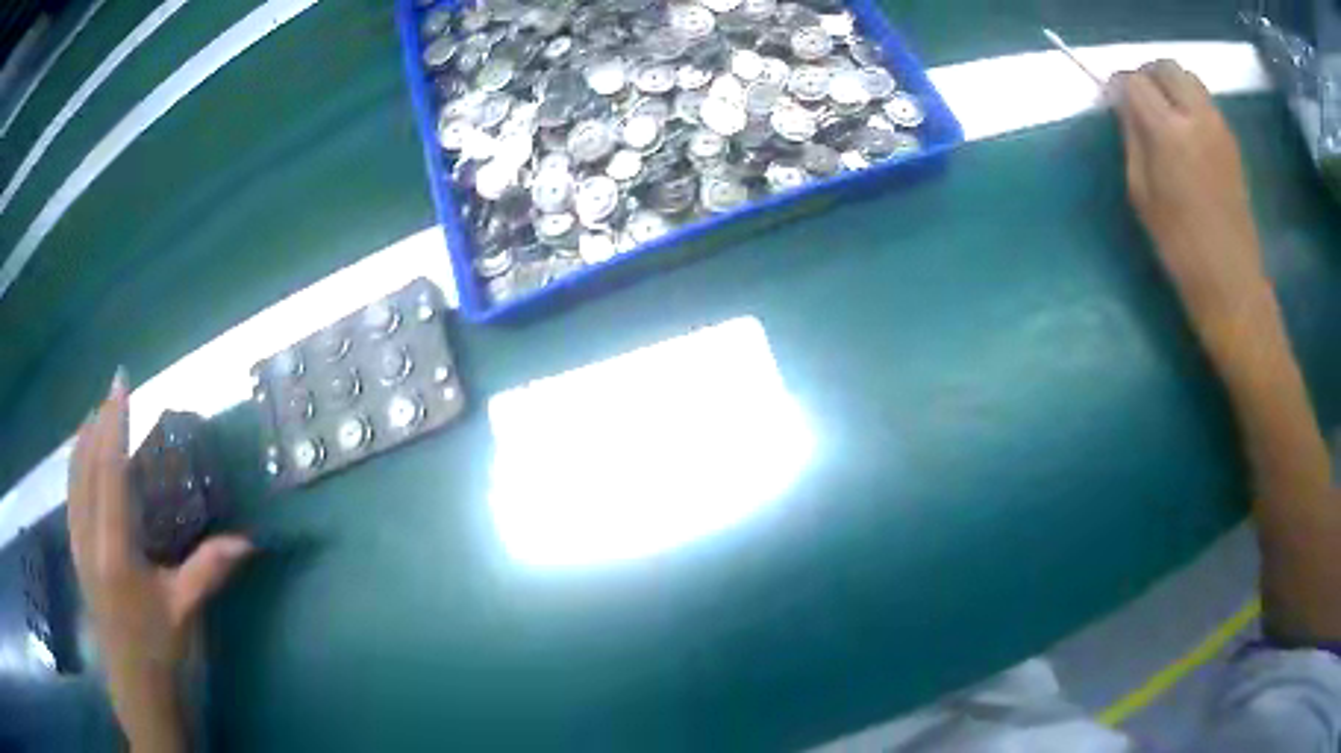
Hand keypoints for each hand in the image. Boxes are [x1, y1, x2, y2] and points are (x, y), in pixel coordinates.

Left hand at [69, 370, 251, 752]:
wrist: (136, 691)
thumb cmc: (160, 652)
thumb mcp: (185, 611)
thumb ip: (209, 569)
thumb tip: (249, 541)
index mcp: (114, 547)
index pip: (109, 468)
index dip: (114, 421)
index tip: (122, 381)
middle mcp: (89, 536)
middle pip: (85, 463)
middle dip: (97, 422)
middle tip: (113, 394)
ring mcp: (78, 544)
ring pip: (73, 476)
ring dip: (84, 441)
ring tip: (97, 417)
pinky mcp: (77, 554)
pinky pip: (71, 494)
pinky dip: (76, 466)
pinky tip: (83, 463)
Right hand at [1111, 61, 1272, 342]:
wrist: (1232, 282)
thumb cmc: (1181, 248)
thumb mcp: (1142, 194)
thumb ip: (1133, 140)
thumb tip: (1124, 106)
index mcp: (1169, 133)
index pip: (1135, 81)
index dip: (1120, 86)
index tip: (1113, 102)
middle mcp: (1197, 118)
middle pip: (1165, 66)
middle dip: (1147, 75)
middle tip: (1140, 102)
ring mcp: (1219, 127)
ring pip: (1188, 77)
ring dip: (1171, 85)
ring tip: (1165, 115)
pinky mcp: (1231, 140)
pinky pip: (1205, 101)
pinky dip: (1190, 102)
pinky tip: (1187, 132)